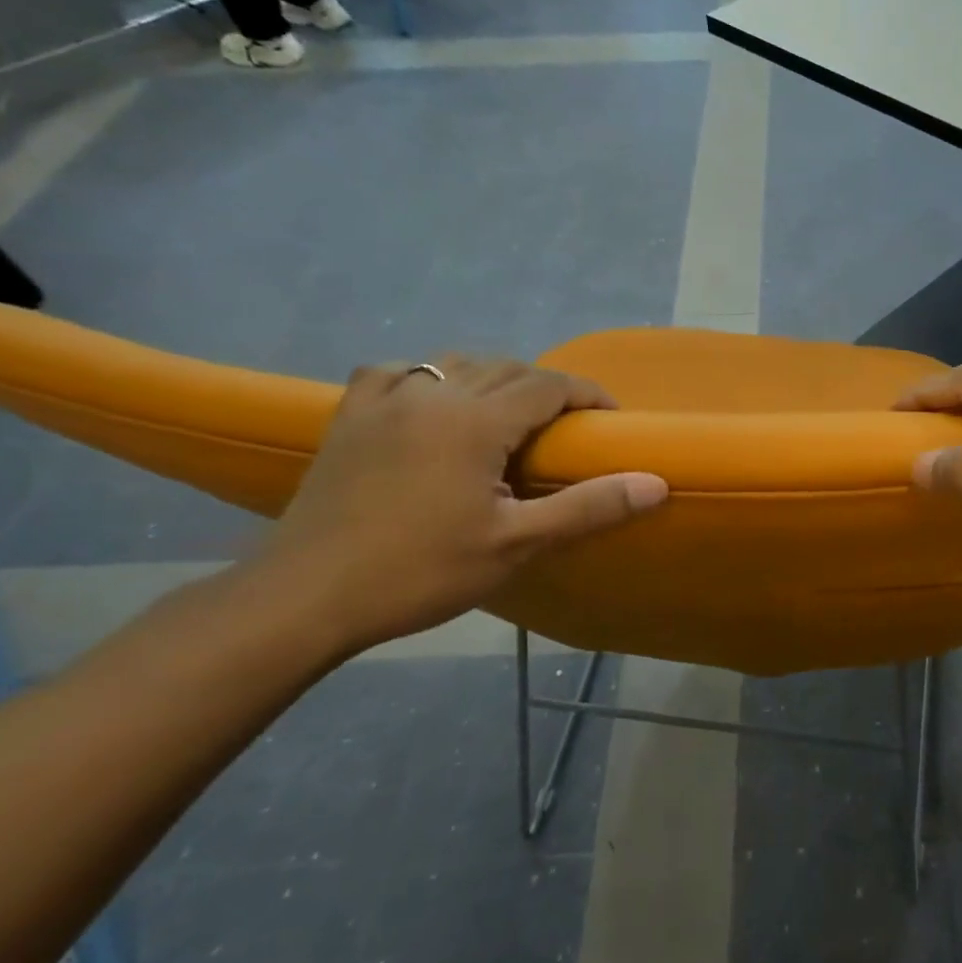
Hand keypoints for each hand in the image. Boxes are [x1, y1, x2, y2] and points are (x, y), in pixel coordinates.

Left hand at [246, 354, 666, 656]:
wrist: (304, 598)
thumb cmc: (419, 572)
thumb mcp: (516, 545)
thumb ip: (589, 507)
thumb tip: (656, 483)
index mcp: (475, 420)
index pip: (548, 384)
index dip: (586, 394)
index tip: (609, 418)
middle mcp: (432, 394)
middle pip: (506, 368)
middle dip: (546, 388)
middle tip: (566, 428)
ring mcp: (384, 400)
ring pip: (456, 364)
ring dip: (494, 379)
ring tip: (509, 415)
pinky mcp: (349, 416)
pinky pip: (398, 372)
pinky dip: (428, 377)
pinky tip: (432, 400)